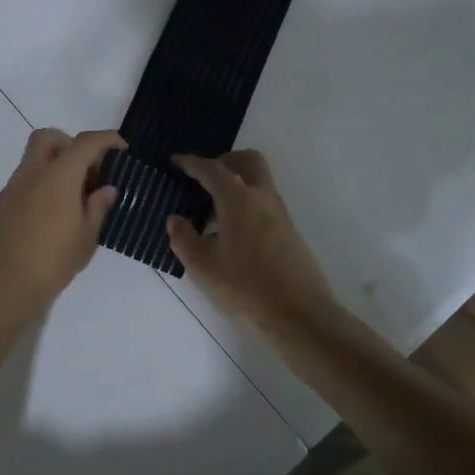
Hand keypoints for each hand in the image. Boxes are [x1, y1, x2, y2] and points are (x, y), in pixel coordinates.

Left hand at [0, 128, 125, 320]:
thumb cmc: (50, 264)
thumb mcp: (85, 240)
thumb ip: (96, 209)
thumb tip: (105, 189)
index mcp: (58, 176)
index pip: (85, 143)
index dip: (106, 139)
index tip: (121, 148)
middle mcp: (32, 173)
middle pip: (48, 138)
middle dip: (71, 144)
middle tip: (88, 171)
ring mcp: (12, 188)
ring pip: (34, 160)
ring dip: (55, 167)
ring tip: (75, 200)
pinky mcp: (0, 206)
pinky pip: (25, 182)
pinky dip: (42, 186)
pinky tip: (53, 216)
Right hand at [167, 151, 339, 336]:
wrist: (299, 314)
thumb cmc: (245, 287)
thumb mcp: (202, 267)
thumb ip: (184, 239)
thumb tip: (175, 219)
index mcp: (238, 199)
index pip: (212, 169)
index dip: (191, 163)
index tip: (175, 162)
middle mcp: (262, 198)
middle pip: (248, 161)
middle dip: (225, 161)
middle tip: (203, 178)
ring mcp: (280, 214)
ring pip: (258, 182)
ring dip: (236, 184)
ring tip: (211, 212)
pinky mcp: (289, 231)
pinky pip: (264, 203)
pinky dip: (246, 203)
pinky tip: (230, 233)